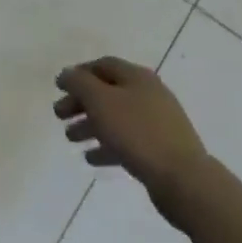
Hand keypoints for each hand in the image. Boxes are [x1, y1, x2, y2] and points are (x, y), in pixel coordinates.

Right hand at [53, 56, 208, 201]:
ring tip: (70, 139)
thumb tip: (66, 74)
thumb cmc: (137, 132)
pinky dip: (107, 146)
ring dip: (90, 125)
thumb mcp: (100, 101)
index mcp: (137, 77)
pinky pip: (127, 141)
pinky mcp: (159, 148)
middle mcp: (148, 94)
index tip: (59, 87)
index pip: (103, 65)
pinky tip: (91, 158)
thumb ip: (79, 84)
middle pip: (107, 92)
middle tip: (59, 115)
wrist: (182, 177)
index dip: (79, 73)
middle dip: (81, 102)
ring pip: (116, 117)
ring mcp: (156, 122)